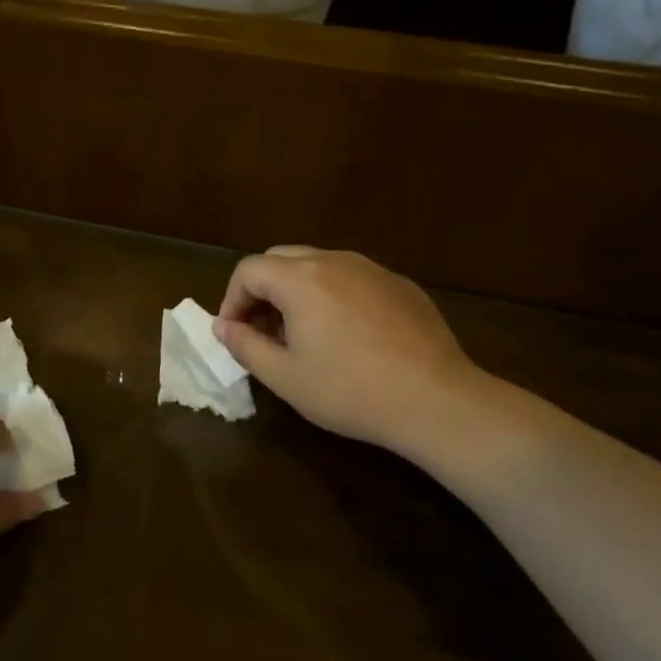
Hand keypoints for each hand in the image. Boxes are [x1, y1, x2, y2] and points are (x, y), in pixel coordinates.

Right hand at [214, 246, 491, 466]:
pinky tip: (347, 335)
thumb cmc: (350, 391)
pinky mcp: (400, 284)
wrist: (437, 401)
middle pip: (280, 259)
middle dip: (262, 290)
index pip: (248, 270)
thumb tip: (223, 326)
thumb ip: (244, 345)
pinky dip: (333, 295)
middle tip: (263, 330)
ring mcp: (372, 269)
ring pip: (317, 264)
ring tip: (303, 333)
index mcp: (300, 279)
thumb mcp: (284, 377)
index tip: (236, 334)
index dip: (232, 300)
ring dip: (297, 290)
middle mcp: (334, 261)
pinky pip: (352, 278)